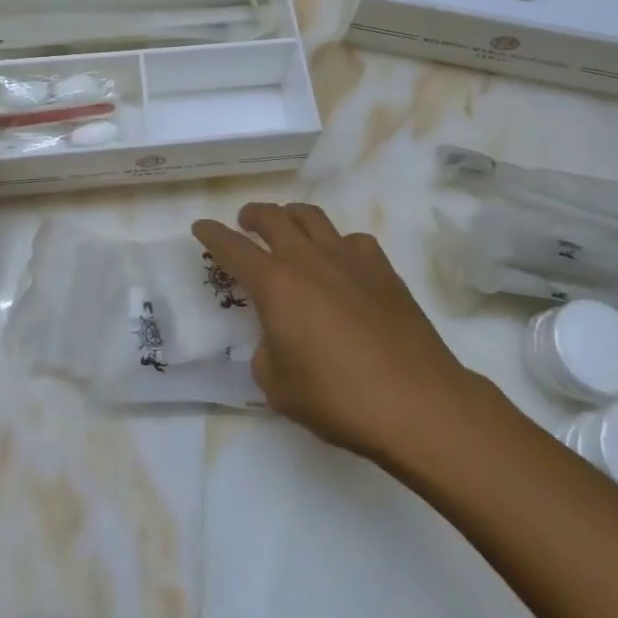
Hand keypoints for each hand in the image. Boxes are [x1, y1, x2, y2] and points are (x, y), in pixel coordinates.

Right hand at [194, 202, 479, 462]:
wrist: (416, 402)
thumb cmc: (338, 398)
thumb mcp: (279, 387)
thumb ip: (265, 354)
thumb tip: (276, 339)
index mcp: (275, 284)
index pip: (232, 248)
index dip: (212, 235)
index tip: (200, 227)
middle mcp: (308, 259)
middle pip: (274, 217)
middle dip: (253, 215)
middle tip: (245, 222)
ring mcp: (349, 258)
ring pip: (313, 217)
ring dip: (292, 216)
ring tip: (288, 227)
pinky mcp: (383, 269)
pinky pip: (351, 241)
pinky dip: (336, 244)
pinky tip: (340, 263)